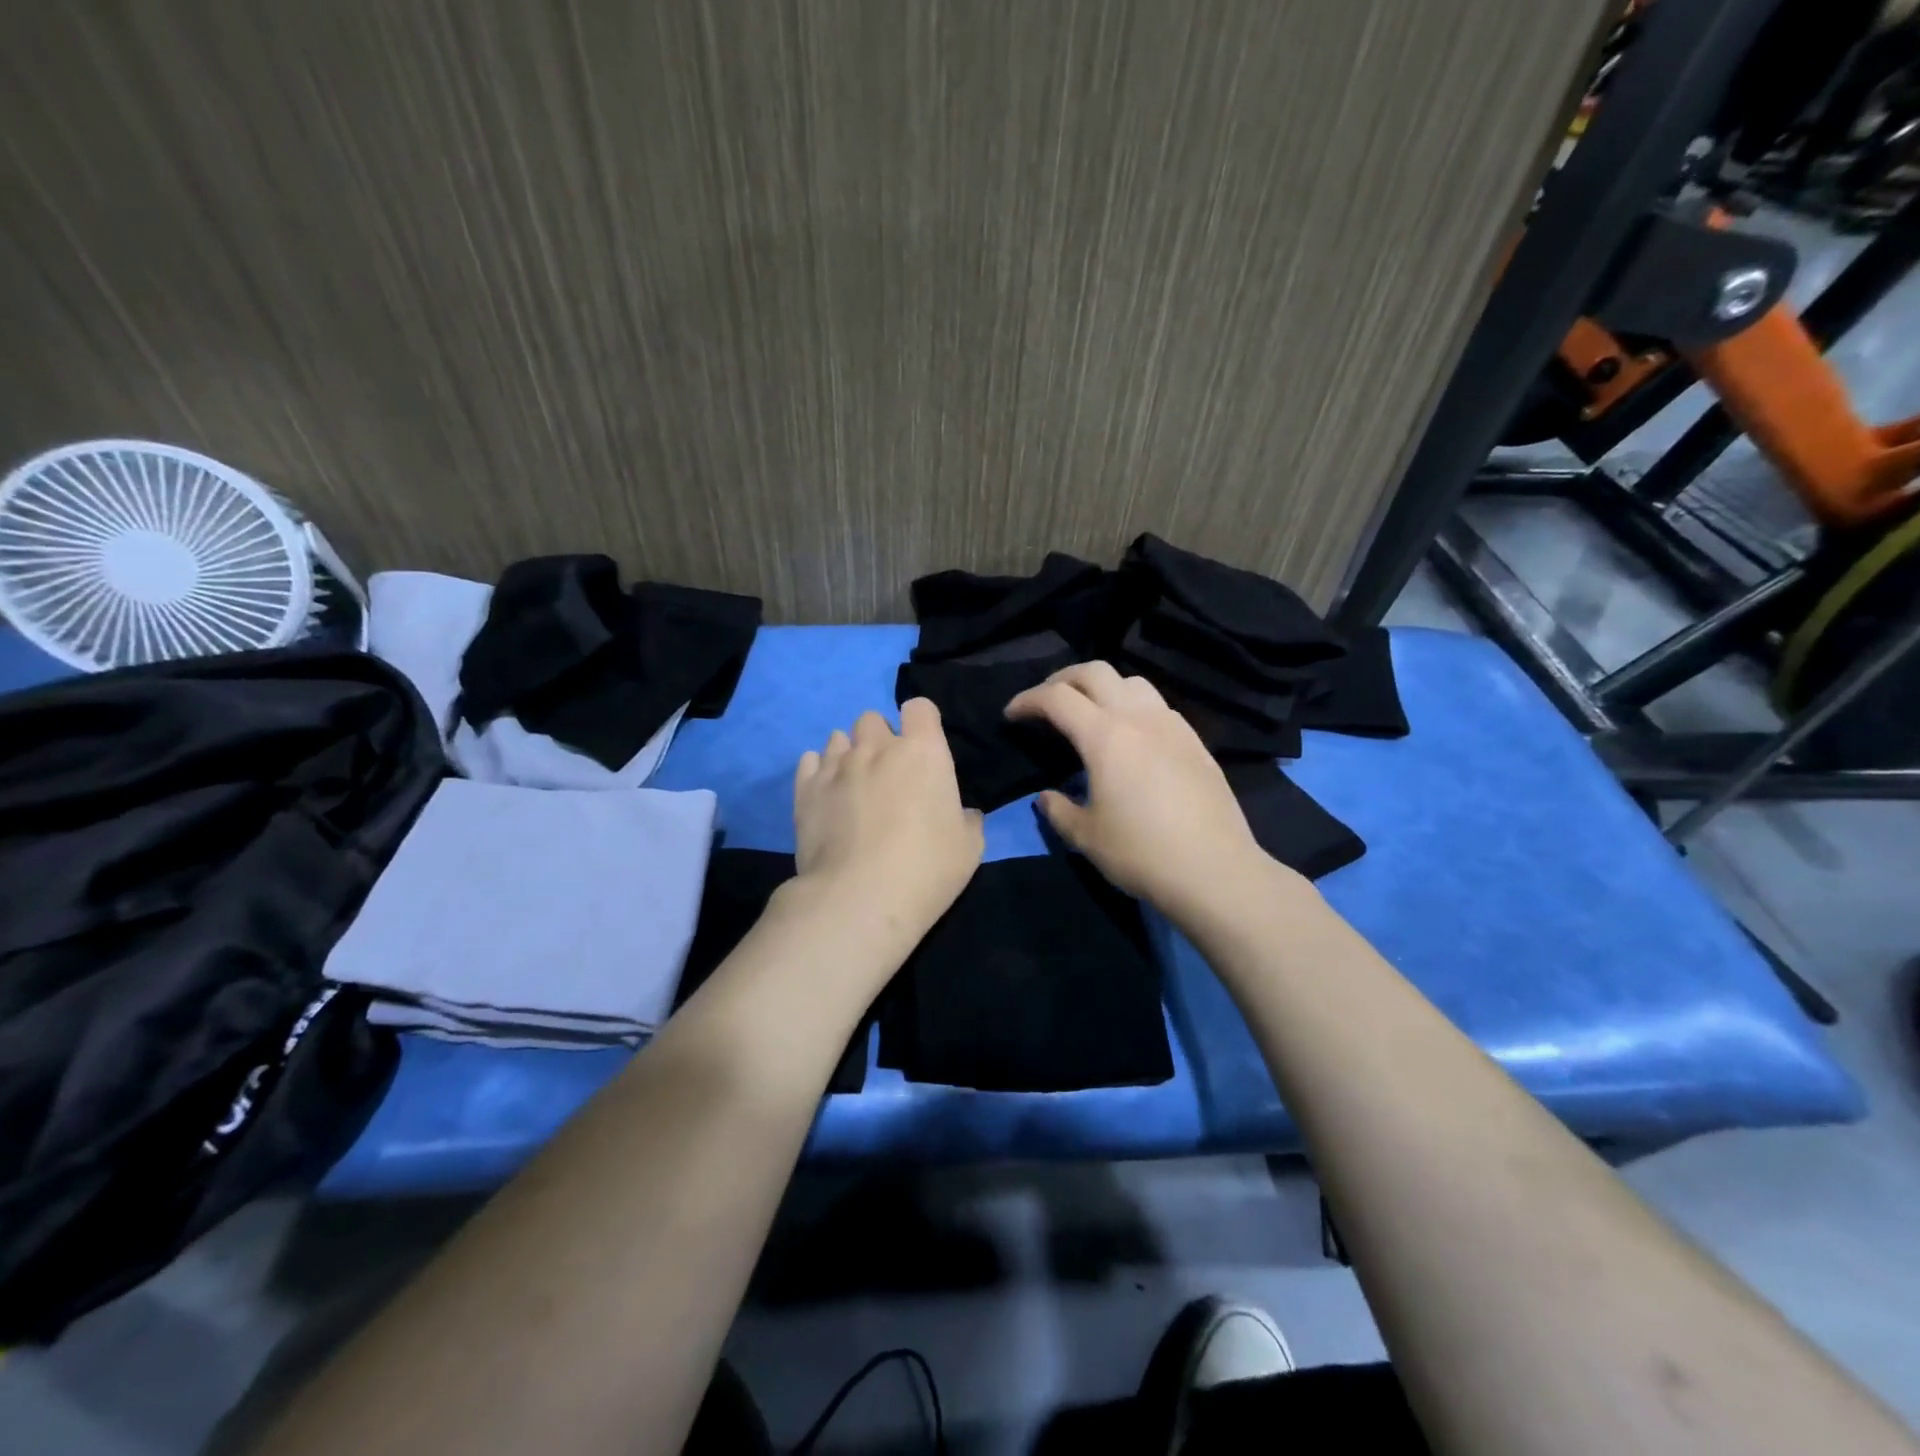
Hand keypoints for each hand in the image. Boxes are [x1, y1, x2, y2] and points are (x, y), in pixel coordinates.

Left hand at [791, 699, 984, 944]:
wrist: (859, 898)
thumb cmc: (926, 870)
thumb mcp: (969, 848)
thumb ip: (968, 819)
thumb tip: (964, 813)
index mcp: (923, 752)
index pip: (920, 707)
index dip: (922, 723)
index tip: (925, 748)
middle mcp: (877, 748)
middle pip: (873, 718)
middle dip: (881, 737)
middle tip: (888, 772)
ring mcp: (837, 766)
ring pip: (838, 737)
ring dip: (849, 752)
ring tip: (855, 784)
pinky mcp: (805, 789)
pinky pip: (809, 761)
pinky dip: (819, 770)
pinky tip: (827, 794)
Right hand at [1005, 661, 1281, 919]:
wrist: (1215, 871)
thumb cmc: (1142, 853)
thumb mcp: (1086, 837)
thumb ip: (1058, 810)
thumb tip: (1046, 797)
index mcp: (1105, 736)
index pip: (1057, 698)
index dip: (1028, 700)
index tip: (1011, 715)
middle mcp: (1139, 718)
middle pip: (1095, 672)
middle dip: (1063, 679)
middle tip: (1046, 702)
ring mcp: (1172, 726)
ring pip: (1132, 682)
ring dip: (1103, 687)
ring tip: (1090, 712)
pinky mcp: (1195, 742)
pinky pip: (1158, 706)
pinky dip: (1133, 706)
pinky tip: (1131, 736)